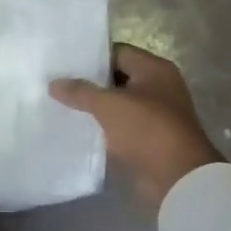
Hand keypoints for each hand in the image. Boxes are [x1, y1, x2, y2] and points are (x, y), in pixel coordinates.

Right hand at [50, 44, 220, 207]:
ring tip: (59, 104)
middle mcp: (157, 87)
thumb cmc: (147, 130)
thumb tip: (53, 83)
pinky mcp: (147, 138)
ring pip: (116, 103)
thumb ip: (80, 91)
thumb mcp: (109, 105)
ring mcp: (153, 114)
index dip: (91, 56)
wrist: (177, 179)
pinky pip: (119, 126)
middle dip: (89, 82)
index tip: (63, 62)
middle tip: (56, 82)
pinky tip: (76, 127)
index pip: (118, 52)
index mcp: (155, 70)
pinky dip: (101, 126)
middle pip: (116, 78)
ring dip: (93, 106)